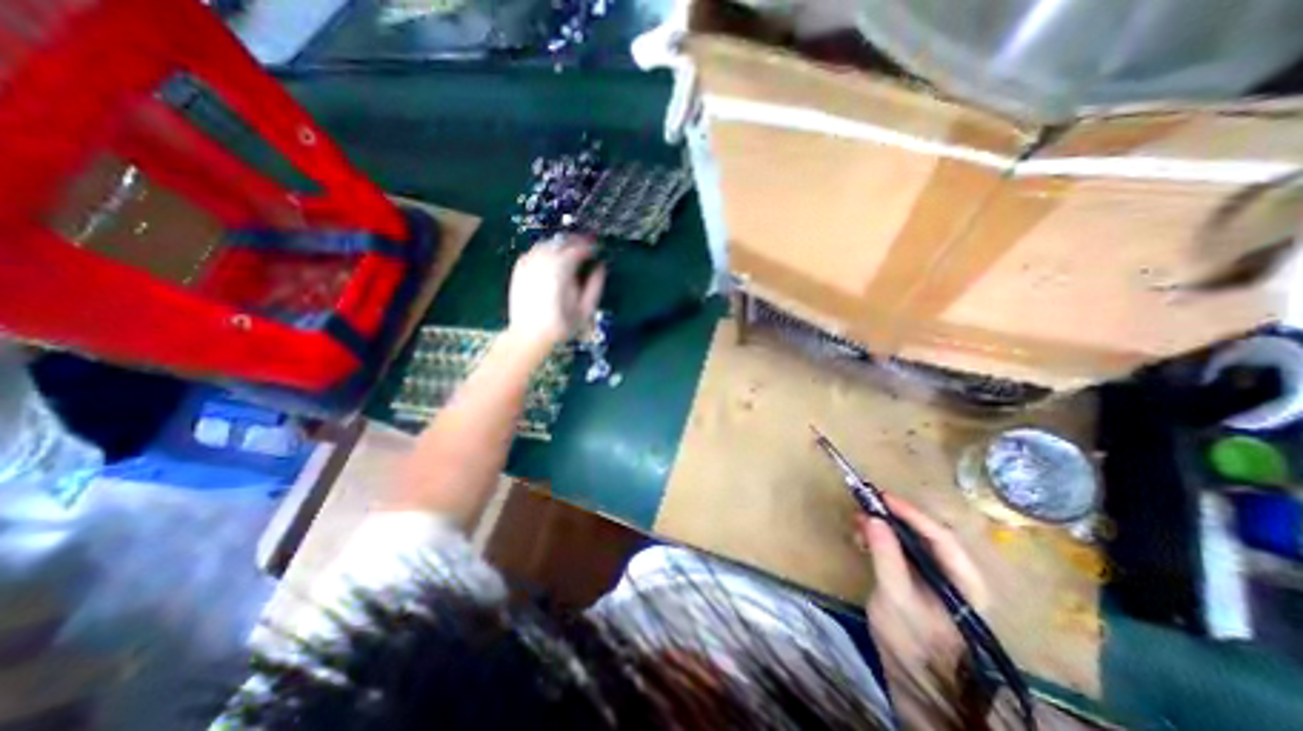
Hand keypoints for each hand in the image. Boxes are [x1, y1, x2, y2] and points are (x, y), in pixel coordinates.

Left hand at [510, 234, 609, 346]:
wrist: (529, 335)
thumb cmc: (560, 325)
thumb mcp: (585, 310)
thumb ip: (595, 286)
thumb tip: (600, 268)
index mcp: (561, 271)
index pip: (577, 249)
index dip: (589, 246)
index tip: (597, 249)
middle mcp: (543, 263)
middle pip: (561, 242)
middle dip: (575, 242)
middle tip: (586, 247)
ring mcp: (528, 265)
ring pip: (546, 244)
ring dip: (560, 244)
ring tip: (570, 251)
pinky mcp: (519, 270)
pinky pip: (533, 252)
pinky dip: (545, 250)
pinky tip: (551, 258)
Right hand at [858, 495, 987, 675]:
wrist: (913, 680)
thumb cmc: (912, 641)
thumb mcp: (897, 598)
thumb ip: (887, 557)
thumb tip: (873, 518)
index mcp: (963, 580)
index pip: (940, 536)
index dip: (911, 514)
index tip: (882, 498)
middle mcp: (952, 573)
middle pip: (924, 533)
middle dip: (892, 517)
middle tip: (864, 505)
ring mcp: (933, 576)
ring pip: (909, 539)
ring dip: (882, 526)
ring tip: (856, 521)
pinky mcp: (915, 578)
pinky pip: (898, 549)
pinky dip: (879, 539)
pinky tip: (861, 538)